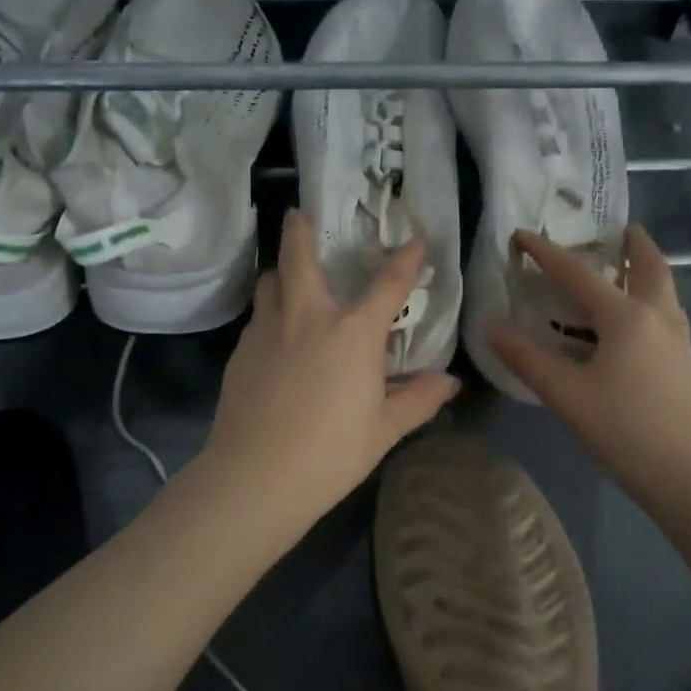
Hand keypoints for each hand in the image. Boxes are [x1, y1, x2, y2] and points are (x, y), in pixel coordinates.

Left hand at [199, 209, 460, 537]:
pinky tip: (274, 334)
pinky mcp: (241, 351)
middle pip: (299, 258)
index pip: (388, 283)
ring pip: (270, 283)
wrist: (255, 476)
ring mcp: (268, 331)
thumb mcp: (384, 429)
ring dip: (280, 272)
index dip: (405, 257)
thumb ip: (418, 400)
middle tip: (298, 214)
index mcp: (353, 332)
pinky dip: (269, 312)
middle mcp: (308, 317)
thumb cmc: (331, 452)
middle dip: (299, 231)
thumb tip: (449, 382)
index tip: (416, 237)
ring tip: (287, 276)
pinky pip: (257, 317)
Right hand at [486, 224, 690, 512]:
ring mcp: (678, 340)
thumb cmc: (625, 431)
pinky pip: (666, 312)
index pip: (577, 273)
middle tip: (618, 229)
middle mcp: (657, 316)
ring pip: (663, 289)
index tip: (522, 234)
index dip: (545, 252)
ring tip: (625, 267)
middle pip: (648, 265)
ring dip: (645, 269)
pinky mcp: (686, 363)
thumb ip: (526, 357)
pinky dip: (649, 298)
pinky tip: (632, 323)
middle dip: (633, 244)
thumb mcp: (566, 395)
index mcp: (625, 316)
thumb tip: (489, 325)